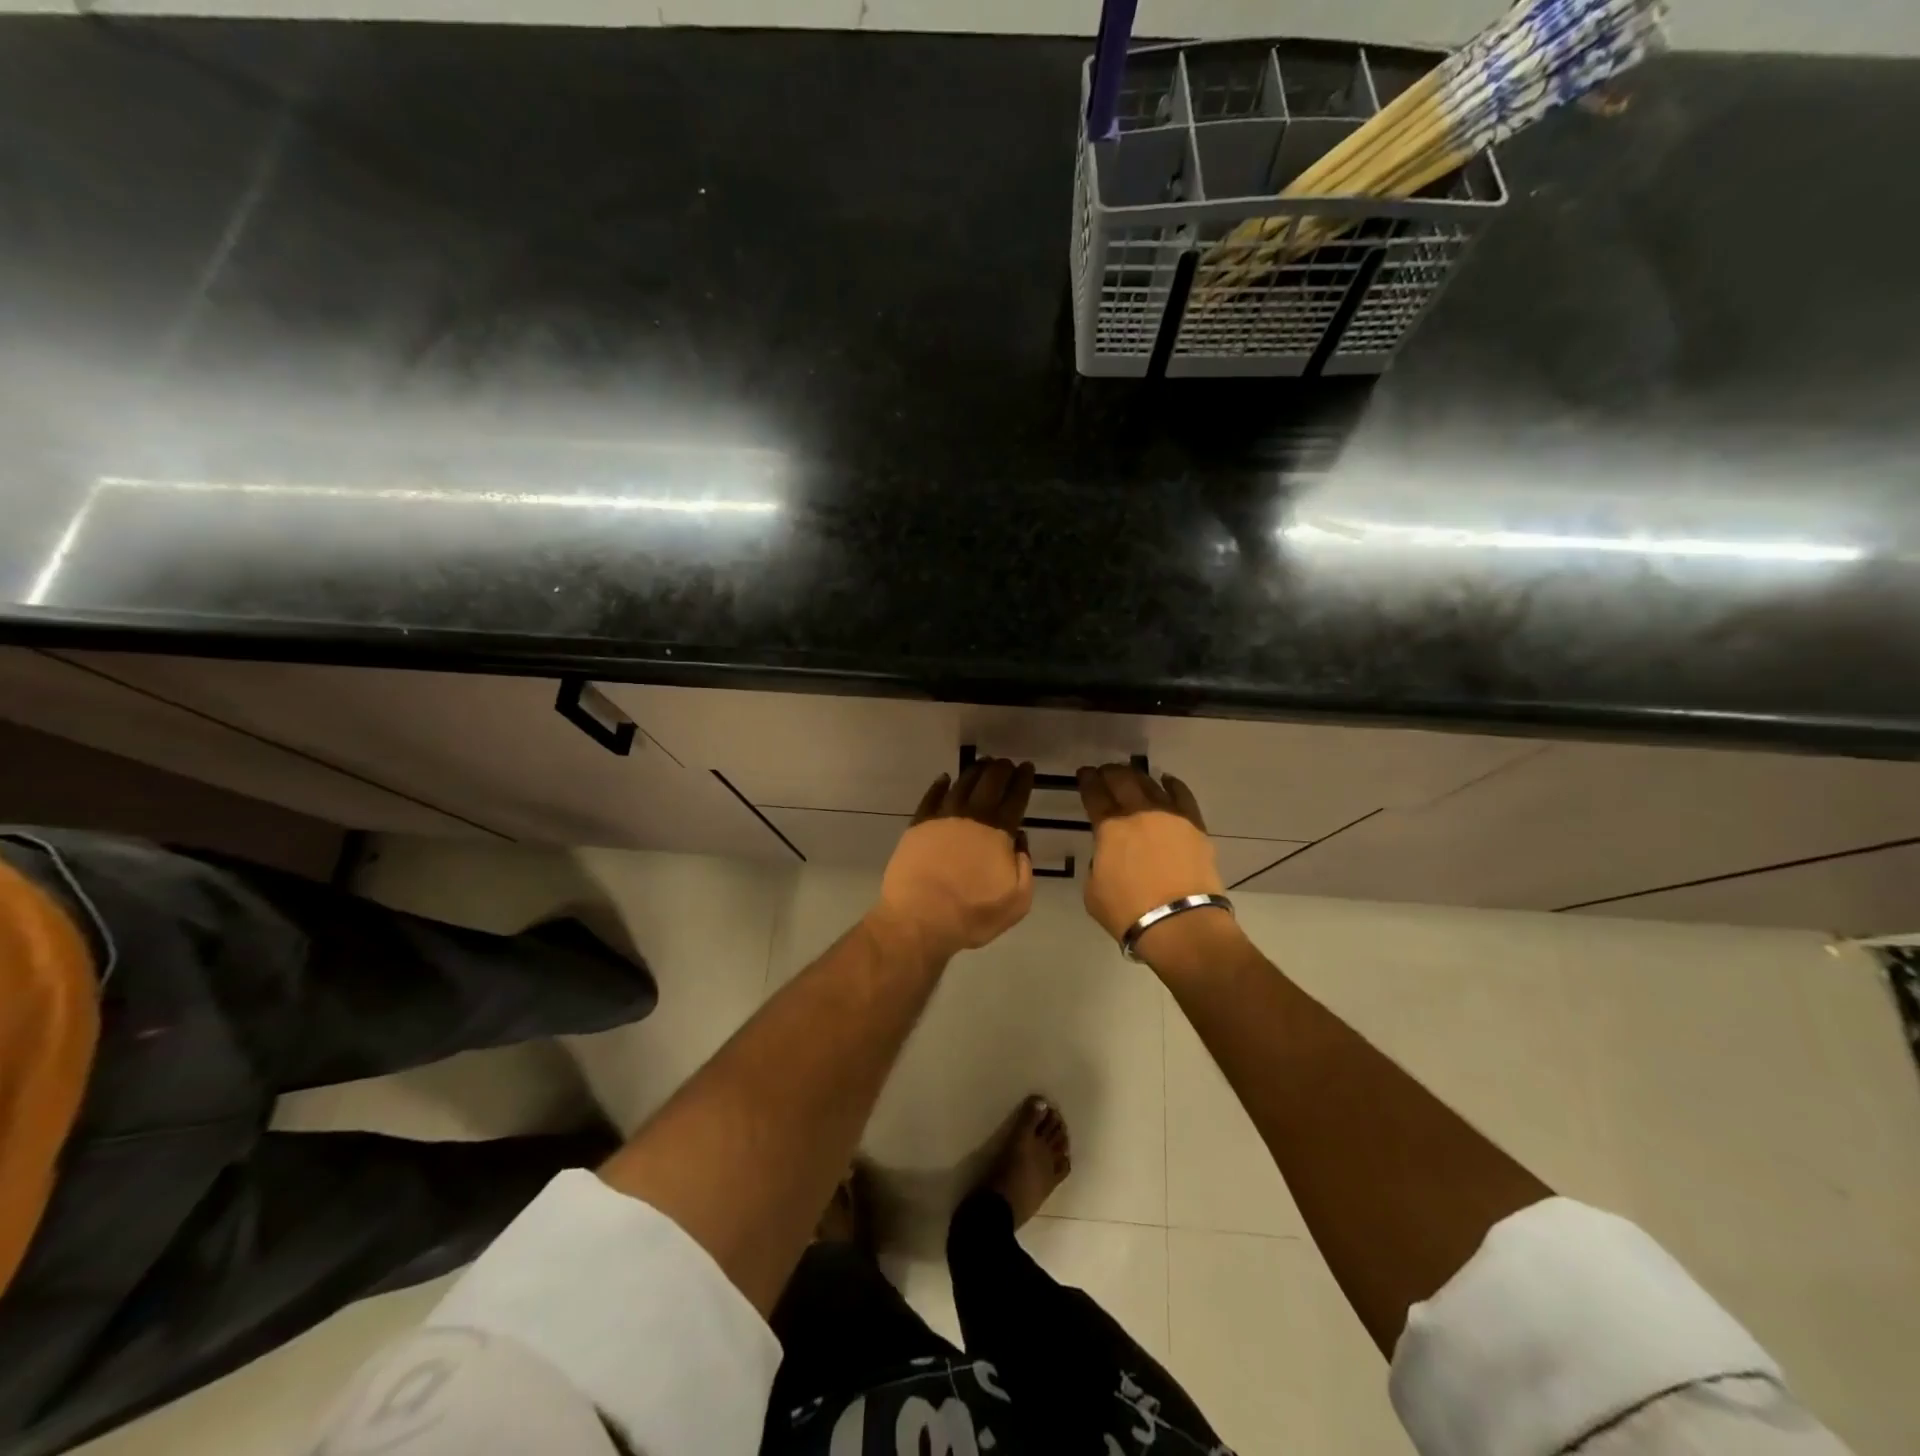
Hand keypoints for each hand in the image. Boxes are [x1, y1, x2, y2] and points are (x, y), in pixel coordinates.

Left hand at [874, 758, 1035, 962]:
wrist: (920, 918)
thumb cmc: (973, 914)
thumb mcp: (1017, 900)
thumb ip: (1024, 867)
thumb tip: (1019, 840)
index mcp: (999, 832)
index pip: (1015, 798)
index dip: (1023, 780)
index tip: (1027, 767)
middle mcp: (972, 817)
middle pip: (989, 783)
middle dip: (1001, 769)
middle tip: (1006, 762)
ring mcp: (942, 818)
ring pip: (961, 784)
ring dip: (974, 772)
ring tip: (983, 765)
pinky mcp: (918, 825)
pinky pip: (931, 797)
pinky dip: (940, 785)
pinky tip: (945, 779)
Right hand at [1077, 763, 1225, 943]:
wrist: (1180, 924)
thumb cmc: (1128, 912)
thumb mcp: (1093, 889)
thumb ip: (1098, 863)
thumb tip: (1108, 855)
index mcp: (1109, 828)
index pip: (1094, 794)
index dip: (1087, 781)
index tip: (1084, 773)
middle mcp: (1139, 813)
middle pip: (1122, 780)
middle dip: (1110, 773)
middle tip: (1105, 772)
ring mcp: (1170, 816)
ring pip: (1151, 784)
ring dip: (1137, 777)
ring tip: (1131, 775)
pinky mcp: (1195, 826)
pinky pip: (1182, 796)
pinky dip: (1172, 785)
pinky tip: (1166, 781)